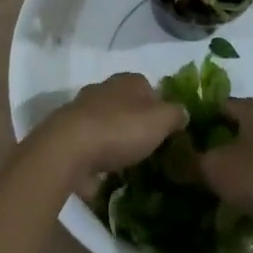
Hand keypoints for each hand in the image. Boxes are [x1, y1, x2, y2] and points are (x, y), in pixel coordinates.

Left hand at [41, 73, 185, 181]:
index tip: (166, 130)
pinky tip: (105, 172)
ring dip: (116, 138)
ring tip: (128, 162)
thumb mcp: (161, 121)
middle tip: (148, 147)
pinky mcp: (69, 132)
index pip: (150, 87)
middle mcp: (105, 88)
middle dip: (136, 122)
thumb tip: (183, 112)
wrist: (69, 147)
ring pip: (107, 121)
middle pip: (127, 104)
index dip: (160, 107)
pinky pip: (91, 142)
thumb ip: (175, 115)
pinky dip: (98, 153)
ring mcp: (84, 109)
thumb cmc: (120, 129)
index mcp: (128, 80)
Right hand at [198, 97, 252, 234]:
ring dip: (245, 158)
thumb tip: (170, 157)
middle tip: (206, 164)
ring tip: (230, 183)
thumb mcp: (217, 171)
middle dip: (222, 141)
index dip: (200, 122)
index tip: (188, 143)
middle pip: (241, 123)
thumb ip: (190, 162)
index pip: (219, 105)